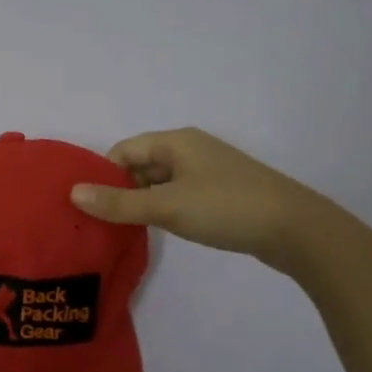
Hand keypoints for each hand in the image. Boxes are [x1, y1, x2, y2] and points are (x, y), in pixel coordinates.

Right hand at [69, 127, 329, 260]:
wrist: (298, 230)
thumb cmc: (227, 208)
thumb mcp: (167, 206)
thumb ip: (119, 202)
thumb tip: (73, 192)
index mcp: (176, 141)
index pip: (124, 151)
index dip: (103, 175)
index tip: (88, 205)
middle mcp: (190, 149)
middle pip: (140, 165)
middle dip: (120, 190)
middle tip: (101, 222)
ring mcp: (208, 171)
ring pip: (160, 182)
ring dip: (142, 202)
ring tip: (124, 230)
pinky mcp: (221, 193)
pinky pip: (179, 195)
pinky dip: (164, 209)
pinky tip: (160, 230)